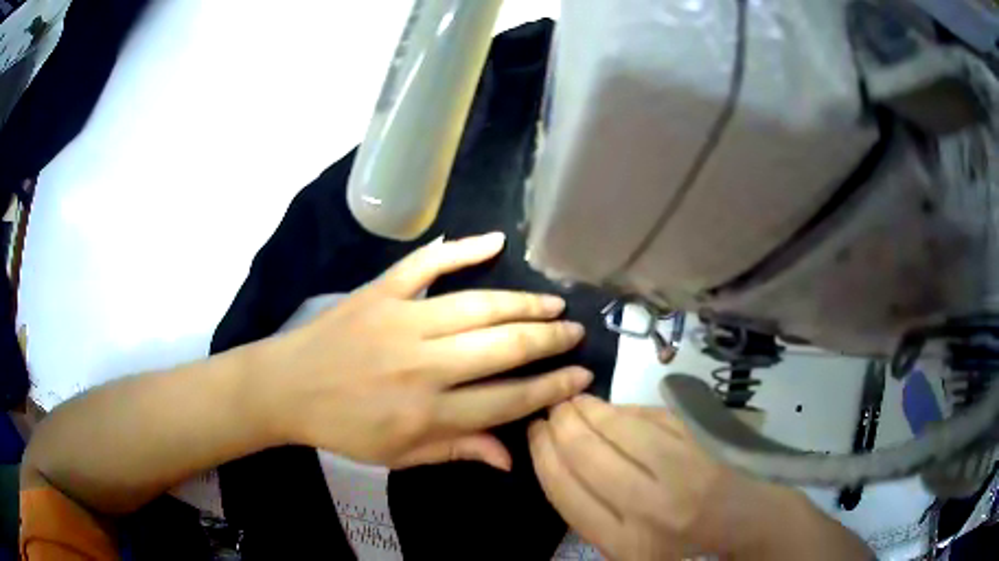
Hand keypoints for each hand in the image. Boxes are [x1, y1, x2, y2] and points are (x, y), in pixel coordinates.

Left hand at [252, 233, 591, 470]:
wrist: (287, 388)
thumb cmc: (342, 429)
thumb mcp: (399, 456)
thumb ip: (458, 452)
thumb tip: (512, 458)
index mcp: (429, 413)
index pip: (508, 400)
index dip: (551, 388)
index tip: (581, 376)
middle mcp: (424, 365)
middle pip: (504, 348)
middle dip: (549, 341)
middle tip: (576, 333)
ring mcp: (402, 321)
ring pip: (478, 306)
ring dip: (522, 304)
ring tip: (553, 304)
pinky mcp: (381, 291)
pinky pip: (427, 264)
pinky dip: (461, 249)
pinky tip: (495, 240)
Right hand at [529, 396, 869, 559]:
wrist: (746, 519)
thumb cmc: (682, 544)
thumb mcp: (627, 550)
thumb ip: (591, 515)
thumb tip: (562, 462)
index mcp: (624, 543)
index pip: (566, 492)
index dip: (543, 456)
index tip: (533, 433)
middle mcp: (649, 507)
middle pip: (586, 455)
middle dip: (559, 426)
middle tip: (549, 410)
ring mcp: (680, 469)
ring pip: (617, 428)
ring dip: (586, 409)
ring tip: (572, 401)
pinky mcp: (699, 442)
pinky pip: (647, 417)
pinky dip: (621, 409)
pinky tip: (608, 407)